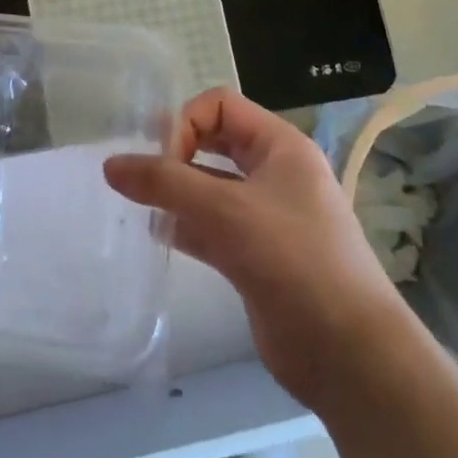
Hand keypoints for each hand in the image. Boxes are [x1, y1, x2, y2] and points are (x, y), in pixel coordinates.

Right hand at [104, 86, 409, 416]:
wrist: (347, 351)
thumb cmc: (293, 260)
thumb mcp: (225, 210)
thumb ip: (165, 183)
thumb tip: (109, 164)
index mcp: (281, 147)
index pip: (220, 106)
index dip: (185, 122)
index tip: (161, 160)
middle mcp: (275, 174)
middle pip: (214, 143)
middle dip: (176, 153)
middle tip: (140, 176)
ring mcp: (266, 217)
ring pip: (209, 188)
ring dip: (175, 191)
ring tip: (139, 205)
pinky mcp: (255, 255)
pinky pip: (211, 226)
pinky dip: (184, 225)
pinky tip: (157, 235)